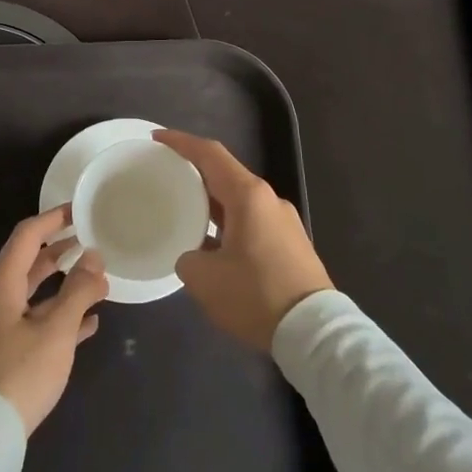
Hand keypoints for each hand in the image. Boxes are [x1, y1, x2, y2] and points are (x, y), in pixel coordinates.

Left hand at [0, 205, 108, 434]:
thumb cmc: (20, 373)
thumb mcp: (55, 331)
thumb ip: (78, 291)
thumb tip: (95, 256)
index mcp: (2, 282)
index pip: (27, 235)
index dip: (53, 219)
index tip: (79, 210)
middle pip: (30, 262)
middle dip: (61, 250)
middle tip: (92, 240)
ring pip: (35, 293)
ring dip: (65, 284)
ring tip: (98, 279)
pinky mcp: (5, 352)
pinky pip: (36, 321)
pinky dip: (60, 315)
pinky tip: (89, 323)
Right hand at [156, 130, 332, 351]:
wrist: (315, 332)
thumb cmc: (256, 295)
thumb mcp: (205, 279)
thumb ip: (188, 258)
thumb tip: (194, 256)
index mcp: (248, 196)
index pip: (210, 154)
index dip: (180, 142)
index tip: (157, 138)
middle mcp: (269, 200)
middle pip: (225, 174)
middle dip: (194, 171)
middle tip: (165, 175)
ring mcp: (284, 222)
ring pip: (239, 200)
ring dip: (211, 201)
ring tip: (184, 210)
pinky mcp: (291, 244)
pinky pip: (251, 221)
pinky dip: (227, 222)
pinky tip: (212, 243)